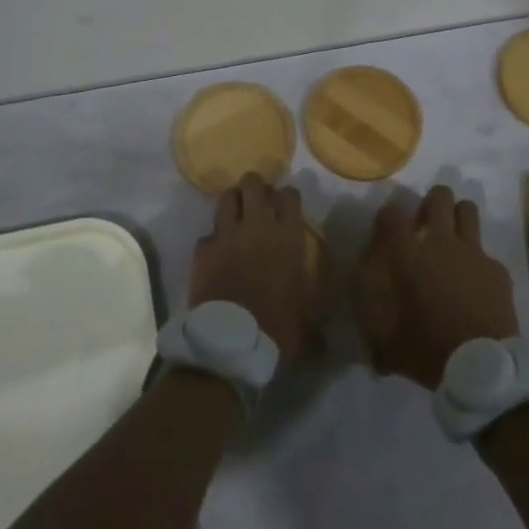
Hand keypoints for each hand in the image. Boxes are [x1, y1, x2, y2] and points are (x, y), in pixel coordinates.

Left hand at [189, 173, 324, 364]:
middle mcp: (257, 228)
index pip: (290, 196)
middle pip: (253, 184)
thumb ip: (315, 324)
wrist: (230, 344)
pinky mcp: (202, 251)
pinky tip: (216, 252)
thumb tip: (325, 343)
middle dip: (256, 187)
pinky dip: (212, 241)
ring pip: (226, 198)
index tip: (287, 205)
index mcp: (288, 238)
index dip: (288, 196)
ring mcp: (226, 236)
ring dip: (232, 202)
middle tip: (259, 200)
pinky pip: (206, 235)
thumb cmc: (277, 329)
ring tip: (236, 214)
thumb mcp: (307, 328)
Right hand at [352, 186, 518, 389]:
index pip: (392, 215)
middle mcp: (441, 245)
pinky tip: (476, 282)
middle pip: (439, 197)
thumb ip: (379, 343)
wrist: (484, 367)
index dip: (388, 216)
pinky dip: (479, 261)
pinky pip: (486, 252)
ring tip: (453, 236)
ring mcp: (474, 253)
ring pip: (468, 210)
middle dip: (431, 202)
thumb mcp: (392, 351)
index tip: (387, 229)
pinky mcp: (498, 269)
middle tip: (426, 221)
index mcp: (410, 258)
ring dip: (458, 216)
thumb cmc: (432, 352)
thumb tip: (374, 355)